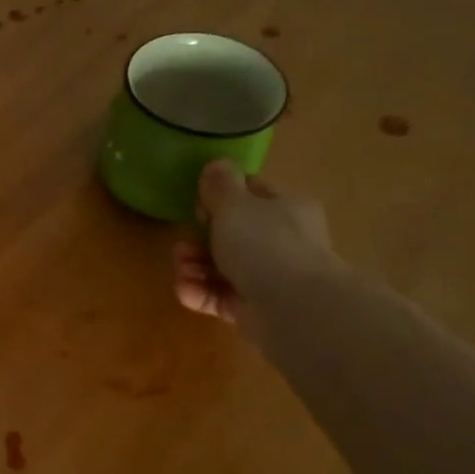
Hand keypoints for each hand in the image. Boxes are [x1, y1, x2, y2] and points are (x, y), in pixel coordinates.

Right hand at [174, 159, 335, 329]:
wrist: (292, 306)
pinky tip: (186, 291)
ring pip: (221, 267)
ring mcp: (269, 277)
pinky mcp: (254, 308)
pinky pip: (220, 296)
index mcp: (286, 209)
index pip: (252, 195)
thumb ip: (220, 185)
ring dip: (193, 267)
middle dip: (198, 240)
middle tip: (181, 245)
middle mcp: (282, 241)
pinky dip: (200, 292)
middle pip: (230, 235)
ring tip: (181, 271)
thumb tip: (216, 165)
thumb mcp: (235, 205)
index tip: (198, 207)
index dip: (220, 198)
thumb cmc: (264, 244)